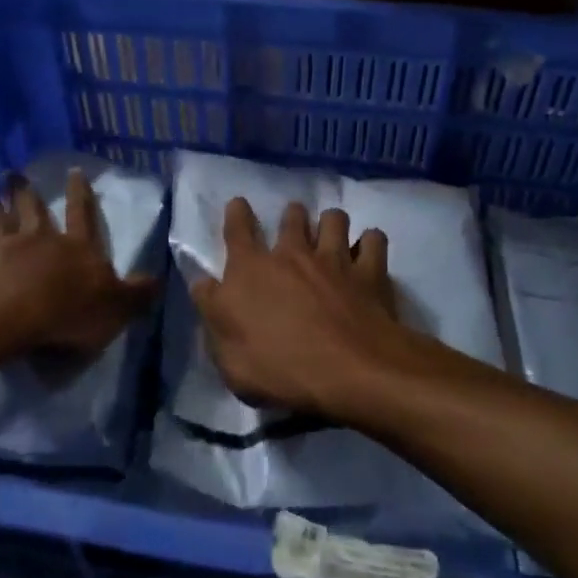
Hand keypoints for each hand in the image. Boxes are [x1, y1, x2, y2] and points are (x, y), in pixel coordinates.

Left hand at [0, 170, 156, 362]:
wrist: (6, 316)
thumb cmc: (66, 312)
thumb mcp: (115, 308)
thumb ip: (136, 295)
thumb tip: (158, 280)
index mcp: (74, 248)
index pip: (82, 214)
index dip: (81, 193)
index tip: (75, 170)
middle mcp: (35, 241)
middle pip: (30, 209)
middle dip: (24, 190)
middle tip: (13, 174)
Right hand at [189, 199, 413, 421]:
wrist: (350, 373)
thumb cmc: (281, 369)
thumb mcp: (229, 356)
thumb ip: (214, 314)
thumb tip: (204, 285)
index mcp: (251, 270)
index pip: (237, 229)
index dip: (237, 214)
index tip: (239, 205)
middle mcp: (292, 253)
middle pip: (292, 217)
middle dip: (292, 216)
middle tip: (295, 228)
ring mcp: (335, 258)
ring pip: (334, 218)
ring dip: (331, 223)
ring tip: (332, 236)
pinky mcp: (370, 271)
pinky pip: (373, 240)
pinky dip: (370, 242)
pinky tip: (368, 252)